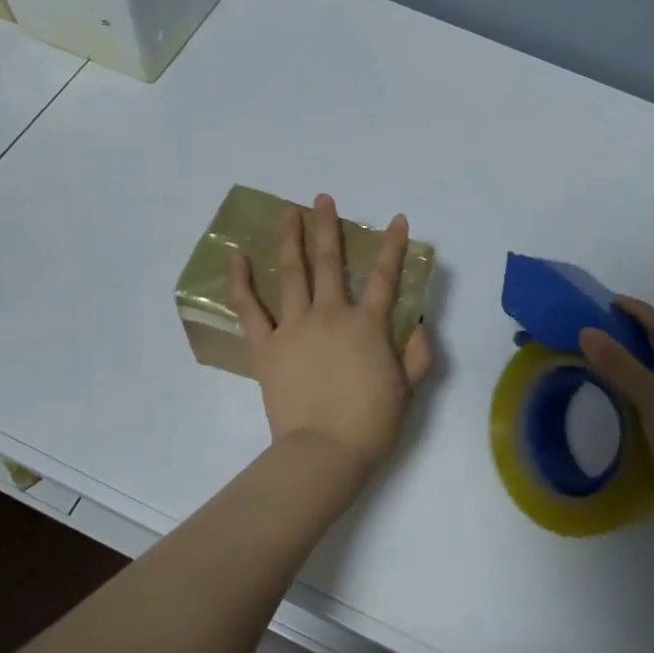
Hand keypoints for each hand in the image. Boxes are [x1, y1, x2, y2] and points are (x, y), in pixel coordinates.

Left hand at [230, 194, 433, 483]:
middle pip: (328, 262)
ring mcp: (294, 328)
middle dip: (328, 227)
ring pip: (291, 273)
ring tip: (288, 212)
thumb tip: (416, 323)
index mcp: (367, 325)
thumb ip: (416, 353)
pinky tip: (238, 256)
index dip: (393, 246)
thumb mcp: (408, 390)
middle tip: (323, 199)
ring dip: (289, 239)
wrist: (324, 453)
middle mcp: (330, 315)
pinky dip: (242, 282)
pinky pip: (250, 309)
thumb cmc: (370, 425)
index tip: (397, 220)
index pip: (384, 277)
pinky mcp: (266, 346)